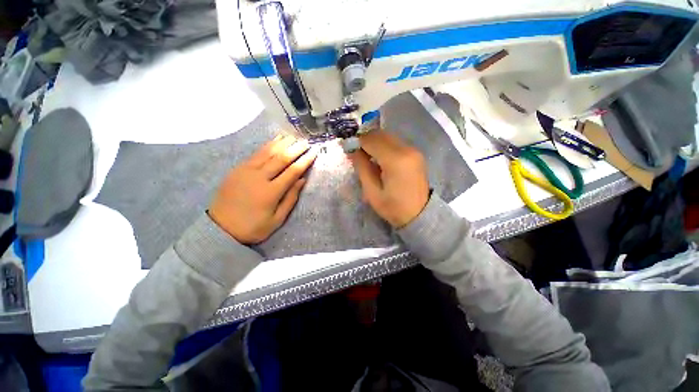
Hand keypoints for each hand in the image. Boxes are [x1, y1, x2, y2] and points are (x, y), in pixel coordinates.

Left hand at [209, 134, 316, 243]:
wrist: (220, 228)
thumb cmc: (253, 227)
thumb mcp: (277, 219)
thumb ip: (290, 198)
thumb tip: (302, 180)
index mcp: (271, 192)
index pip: (292, 171)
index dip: (305, 161)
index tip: (314, 152)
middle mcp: (259, 177)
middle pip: (281, 158)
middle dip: (296, 148)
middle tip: (306, 141)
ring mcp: (246, 171)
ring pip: (268, 152)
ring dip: (282, 143)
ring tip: (293, 136)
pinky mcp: (238, 169)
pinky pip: (256, 154)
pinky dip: (267, 145)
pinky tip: (275, 140)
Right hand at [349, 131, 429, 227]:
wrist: (420, 214)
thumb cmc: (393, 207)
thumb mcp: (372, 191)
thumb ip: (362, 167)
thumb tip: (351, 150)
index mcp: (395, 160)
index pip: (371, 140)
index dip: (357, 141)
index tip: (347, 147)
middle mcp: (406, 149)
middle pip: (380, 135)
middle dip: (365, 139)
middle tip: (355, 151)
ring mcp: (413, 150)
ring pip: (388, 136)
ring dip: (374, 141)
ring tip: (366, 155)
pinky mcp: (415, 153)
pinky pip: (395, 142)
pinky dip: (384, 145)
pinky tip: (378, 157)